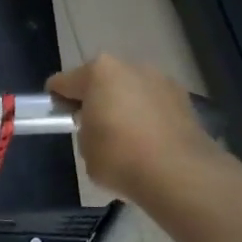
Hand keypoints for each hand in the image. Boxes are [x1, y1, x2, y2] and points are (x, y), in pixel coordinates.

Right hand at [49, 54, 222, 201]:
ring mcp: (161, 80)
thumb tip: (97, 127)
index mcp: (98, 72)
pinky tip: (150, 142)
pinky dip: (149, 116)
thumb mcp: (85, 147)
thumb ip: (85, 129)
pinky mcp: (184, 98)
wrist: (179, 174)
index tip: (58, 117)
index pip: (63, 82)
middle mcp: (130, 66)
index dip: (57, 99)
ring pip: (132, 90)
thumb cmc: (120, 157)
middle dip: (96, 98)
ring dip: (125, 105)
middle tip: (93, 127)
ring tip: (126, 137)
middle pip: (102, 80)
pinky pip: (155, 104)